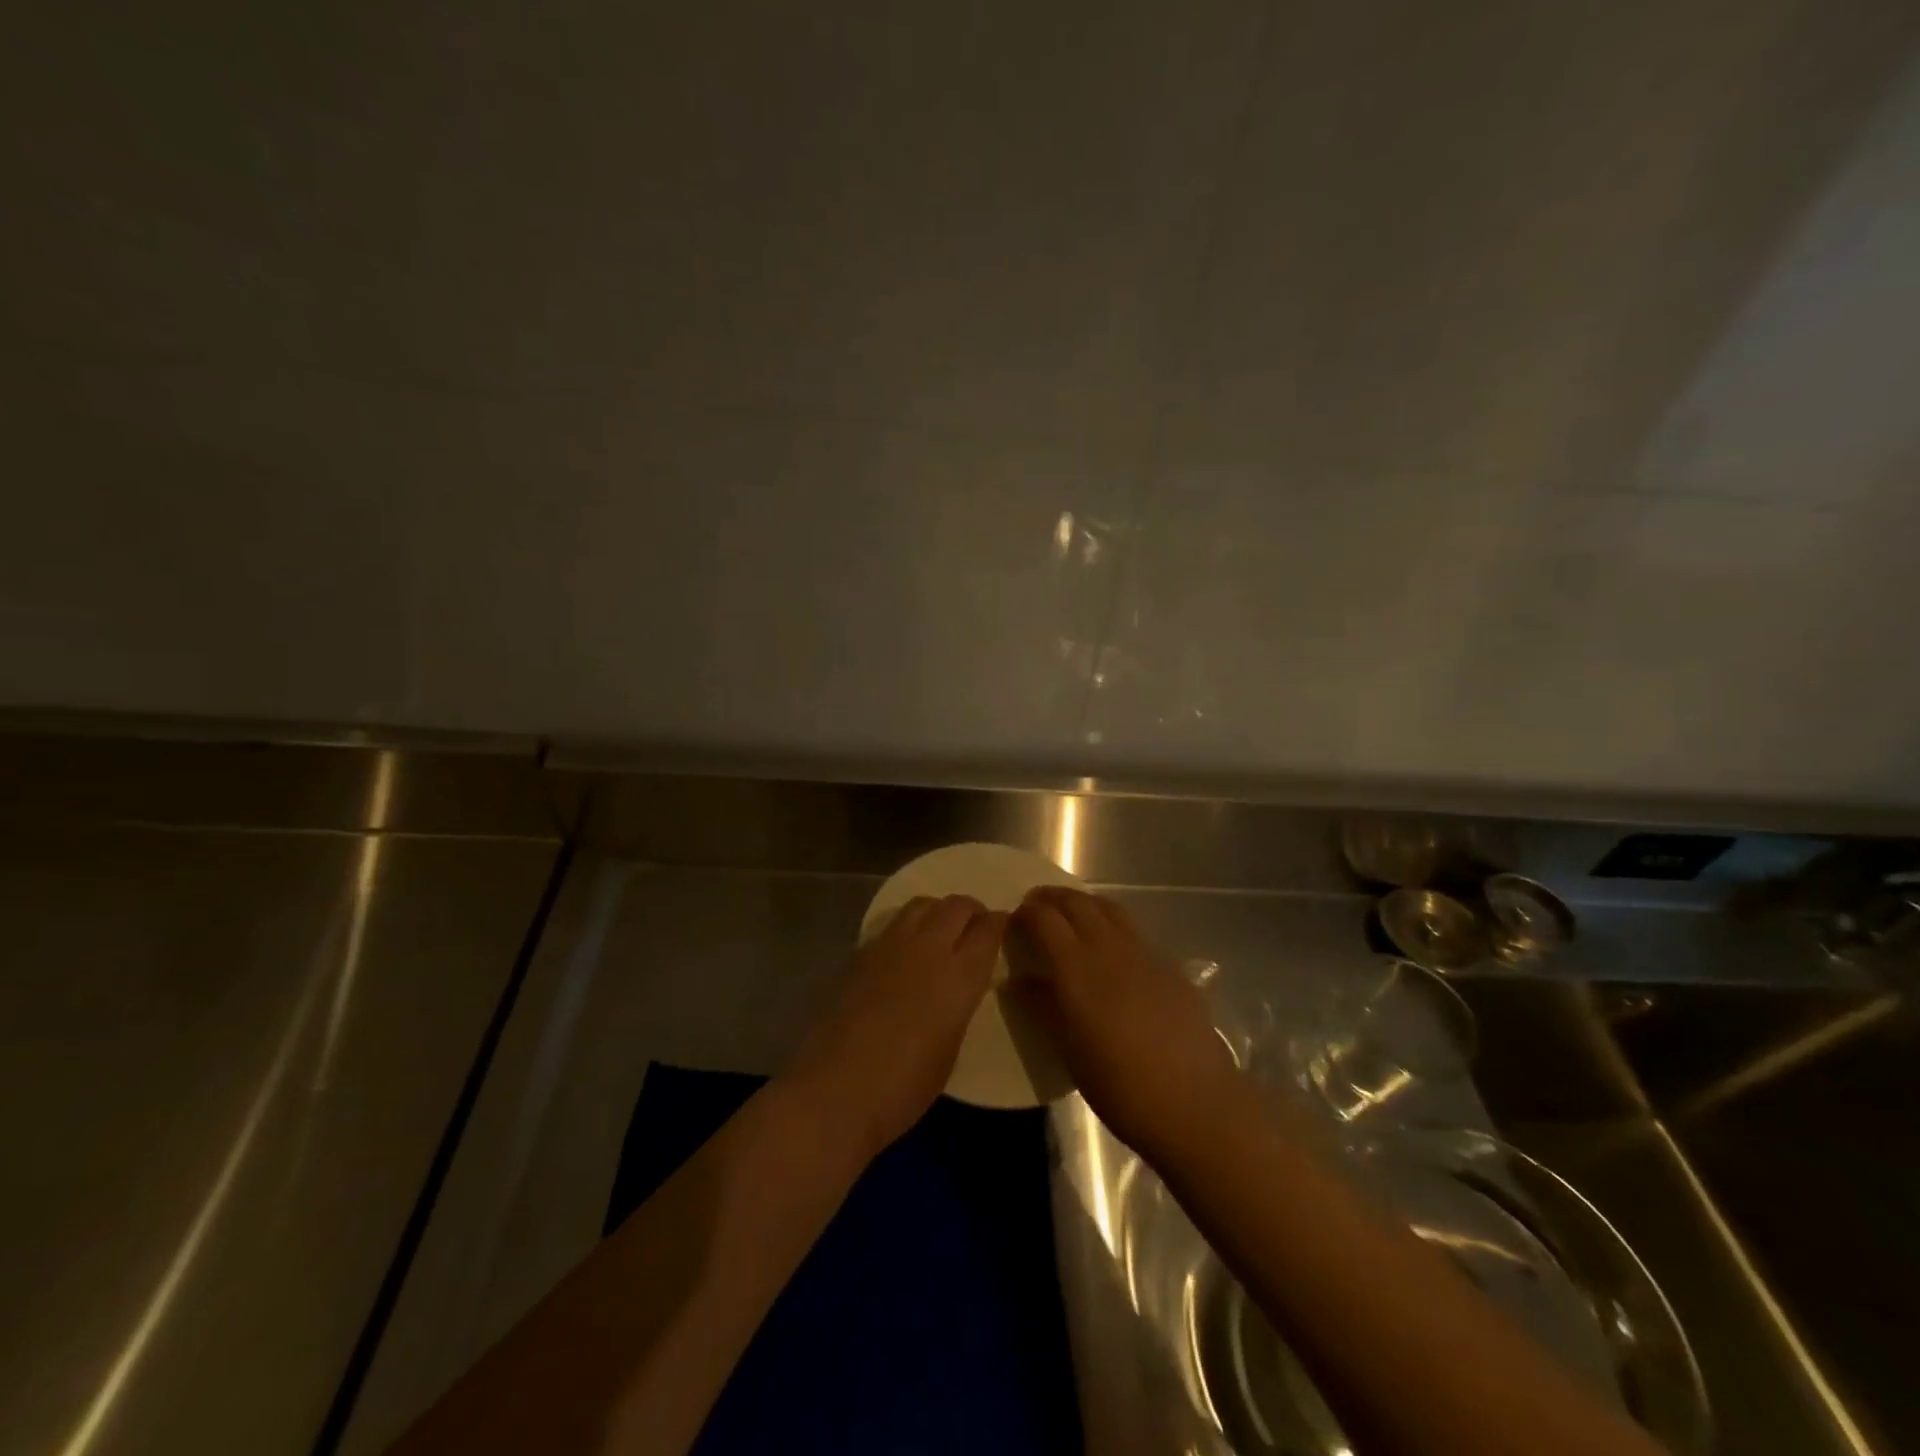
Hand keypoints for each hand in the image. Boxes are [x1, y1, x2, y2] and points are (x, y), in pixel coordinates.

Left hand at [789, 895, 1004, 1159]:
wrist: (836, 1090)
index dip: (999, 924)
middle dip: (972, 910)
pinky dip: (908, 926)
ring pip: (923, 904)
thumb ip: (960, 1004)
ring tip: (940, 931)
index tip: (1002, 928)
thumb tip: (958, 986)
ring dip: (938, 911)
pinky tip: (905, 950)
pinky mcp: (861, 952)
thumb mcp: (951, 1047)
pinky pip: (893, 923)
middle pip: (957, 905)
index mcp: (960, 975)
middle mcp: (929, 948)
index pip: (989, 929)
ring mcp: (890, 945)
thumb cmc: (904, 1087)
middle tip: (975, 927)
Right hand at [1008, 887, 1236, 1161]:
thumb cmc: (1119, 1085)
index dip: (1025, 914)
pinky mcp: (1168, 964)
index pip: (1044, 919)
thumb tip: (1016, 981)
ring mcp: (1143, 952)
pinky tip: (1110, 947)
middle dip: (1051, 898)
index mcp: (1077, 968)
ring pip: (1108, 907)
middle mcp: (1108, 948)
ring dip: (1082, 902)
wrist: (1193, 1101)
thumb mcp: (1068, 1051)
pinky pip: (1132, 929)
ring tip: (1070, 914)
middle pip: (1076, 902)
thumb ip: (1041, 1007)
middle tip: (1035, 907)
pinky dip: (1110, 922)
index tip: (1013, 921)